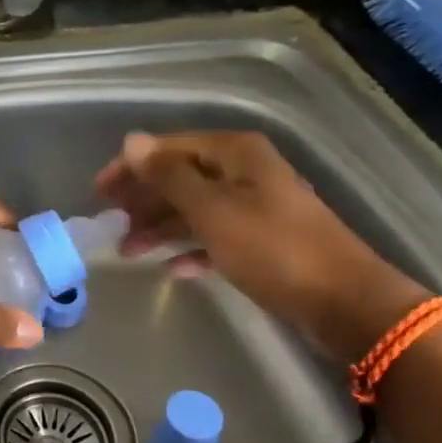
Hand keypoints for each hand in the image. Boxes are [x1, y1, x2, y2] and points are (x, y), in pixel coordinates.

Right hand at [95, 131, 429, 361]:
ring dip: (160, 228)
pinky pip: (214, 238)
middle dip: (143, 200)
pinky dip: (191, 250)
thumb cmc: (271, 248)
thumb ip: (169, 176)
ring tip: (129, 252)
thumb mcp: (212, 209)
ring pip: (194, 210)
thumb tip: (132, 142)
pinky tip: (172, 269)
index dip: (131, 168)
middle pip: (180, 178)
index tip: (98, 192)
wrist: (342, 300)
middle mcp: (244, 173)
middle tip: (110, 224)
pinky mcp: (262, 241)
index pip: (169, 149)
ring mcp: (255, 207)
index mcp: (235, 154)